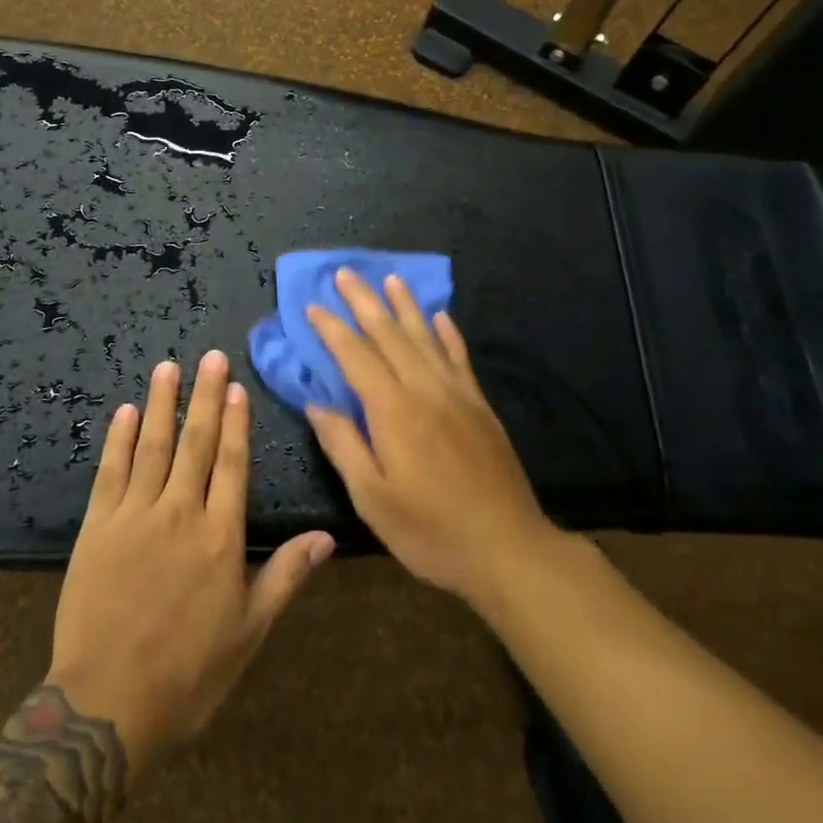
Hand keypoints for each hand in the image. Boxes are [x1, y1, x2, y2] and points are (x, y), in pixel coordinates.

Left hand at [47, 351, 334, 776]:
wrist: (106, 704)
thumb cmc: (188, 673)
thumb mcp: (249, 631)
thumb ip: (286, 576)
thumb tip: (327, 536)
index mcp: (220, 537)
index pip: (231, 464)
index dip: (234, 422)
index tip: (236, 387)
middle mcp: (179, 513)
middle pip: (194, 443)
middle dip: (204, 396)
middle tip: (210, 357)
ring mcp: (134, 516)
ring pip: (152, 446)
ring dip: (162, 403)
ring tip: (169, 366)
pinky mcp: (96, 527)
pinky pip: (110, 472)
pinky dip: (119, 439)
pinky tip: (126, 411)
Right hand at [305, 270, 556, 605]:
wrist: (509, 549)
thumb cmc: (431, 530)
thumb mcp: (373, 499)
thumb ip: (343, 445)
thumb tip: (316, 404)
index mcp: (394, 411)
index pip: (356, 356)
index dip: (333, 329)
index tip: (313, 306)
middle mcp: (426, 390)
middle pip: (390, 334)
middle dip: (364, 301)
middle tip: (345, 272)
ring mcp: (457, 394)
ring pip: (426, 337)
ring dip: (405, 305)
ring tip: (389, 278)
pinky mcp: (480, 406)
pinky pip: (460, 357)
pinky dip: (447, 333)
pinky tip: (441, 316)